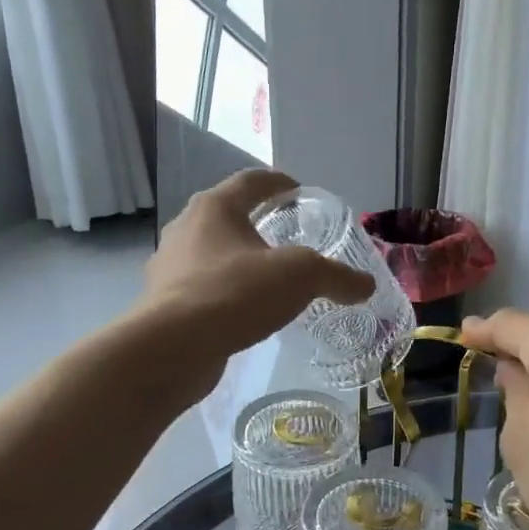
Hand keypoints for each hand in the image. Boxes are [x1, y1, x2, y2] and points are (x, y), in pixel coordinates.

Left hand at [139, 170, 372, 398]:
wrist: (174, 347)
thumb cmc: (237, 293)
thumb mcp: (301, 277)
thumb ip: (336, 277)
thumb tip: (365, 285)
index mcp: (215, 207)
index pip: (251, 182)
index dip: (278, 183)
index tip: (297, 190)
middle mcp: (185, 228)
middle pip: (226, 216)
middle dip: (255, 224)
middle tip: (285, 238)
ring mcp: (169, 266)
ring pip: (210, 254)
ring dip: (236, 261)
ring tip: (265, 279)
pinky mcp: (162, 303)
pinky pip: (200, 288)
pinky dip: (223, 293)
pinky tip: (241, 313)